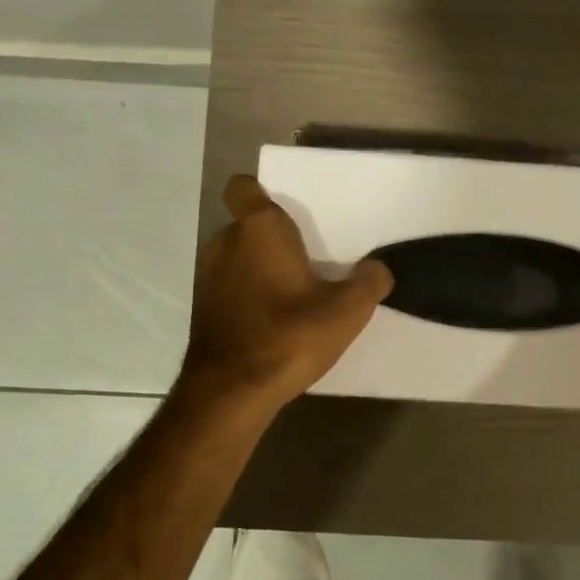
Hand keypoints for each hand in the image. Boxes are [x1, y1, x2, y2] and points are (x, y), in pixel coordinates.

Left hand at [177, 175, 392, 418]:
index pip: (244, 187)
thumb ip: (369, 282)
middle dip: (274, 237)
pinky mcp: (203, 308)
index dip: (262, 192)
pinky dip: (249, 295)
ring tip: (295, 292)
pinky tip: (275, 321)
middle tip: (309, 257)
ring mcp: (208, 276)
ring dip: (261, 268)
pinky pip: (230, 286)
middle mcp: (225, 243)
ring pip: (238, 257)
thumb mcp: (347, 311)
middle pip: (248, 225)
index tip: (289, 212)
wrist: (231, 392)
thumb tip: (377, 269)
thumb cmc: (289, 335)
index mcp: (259, 229)